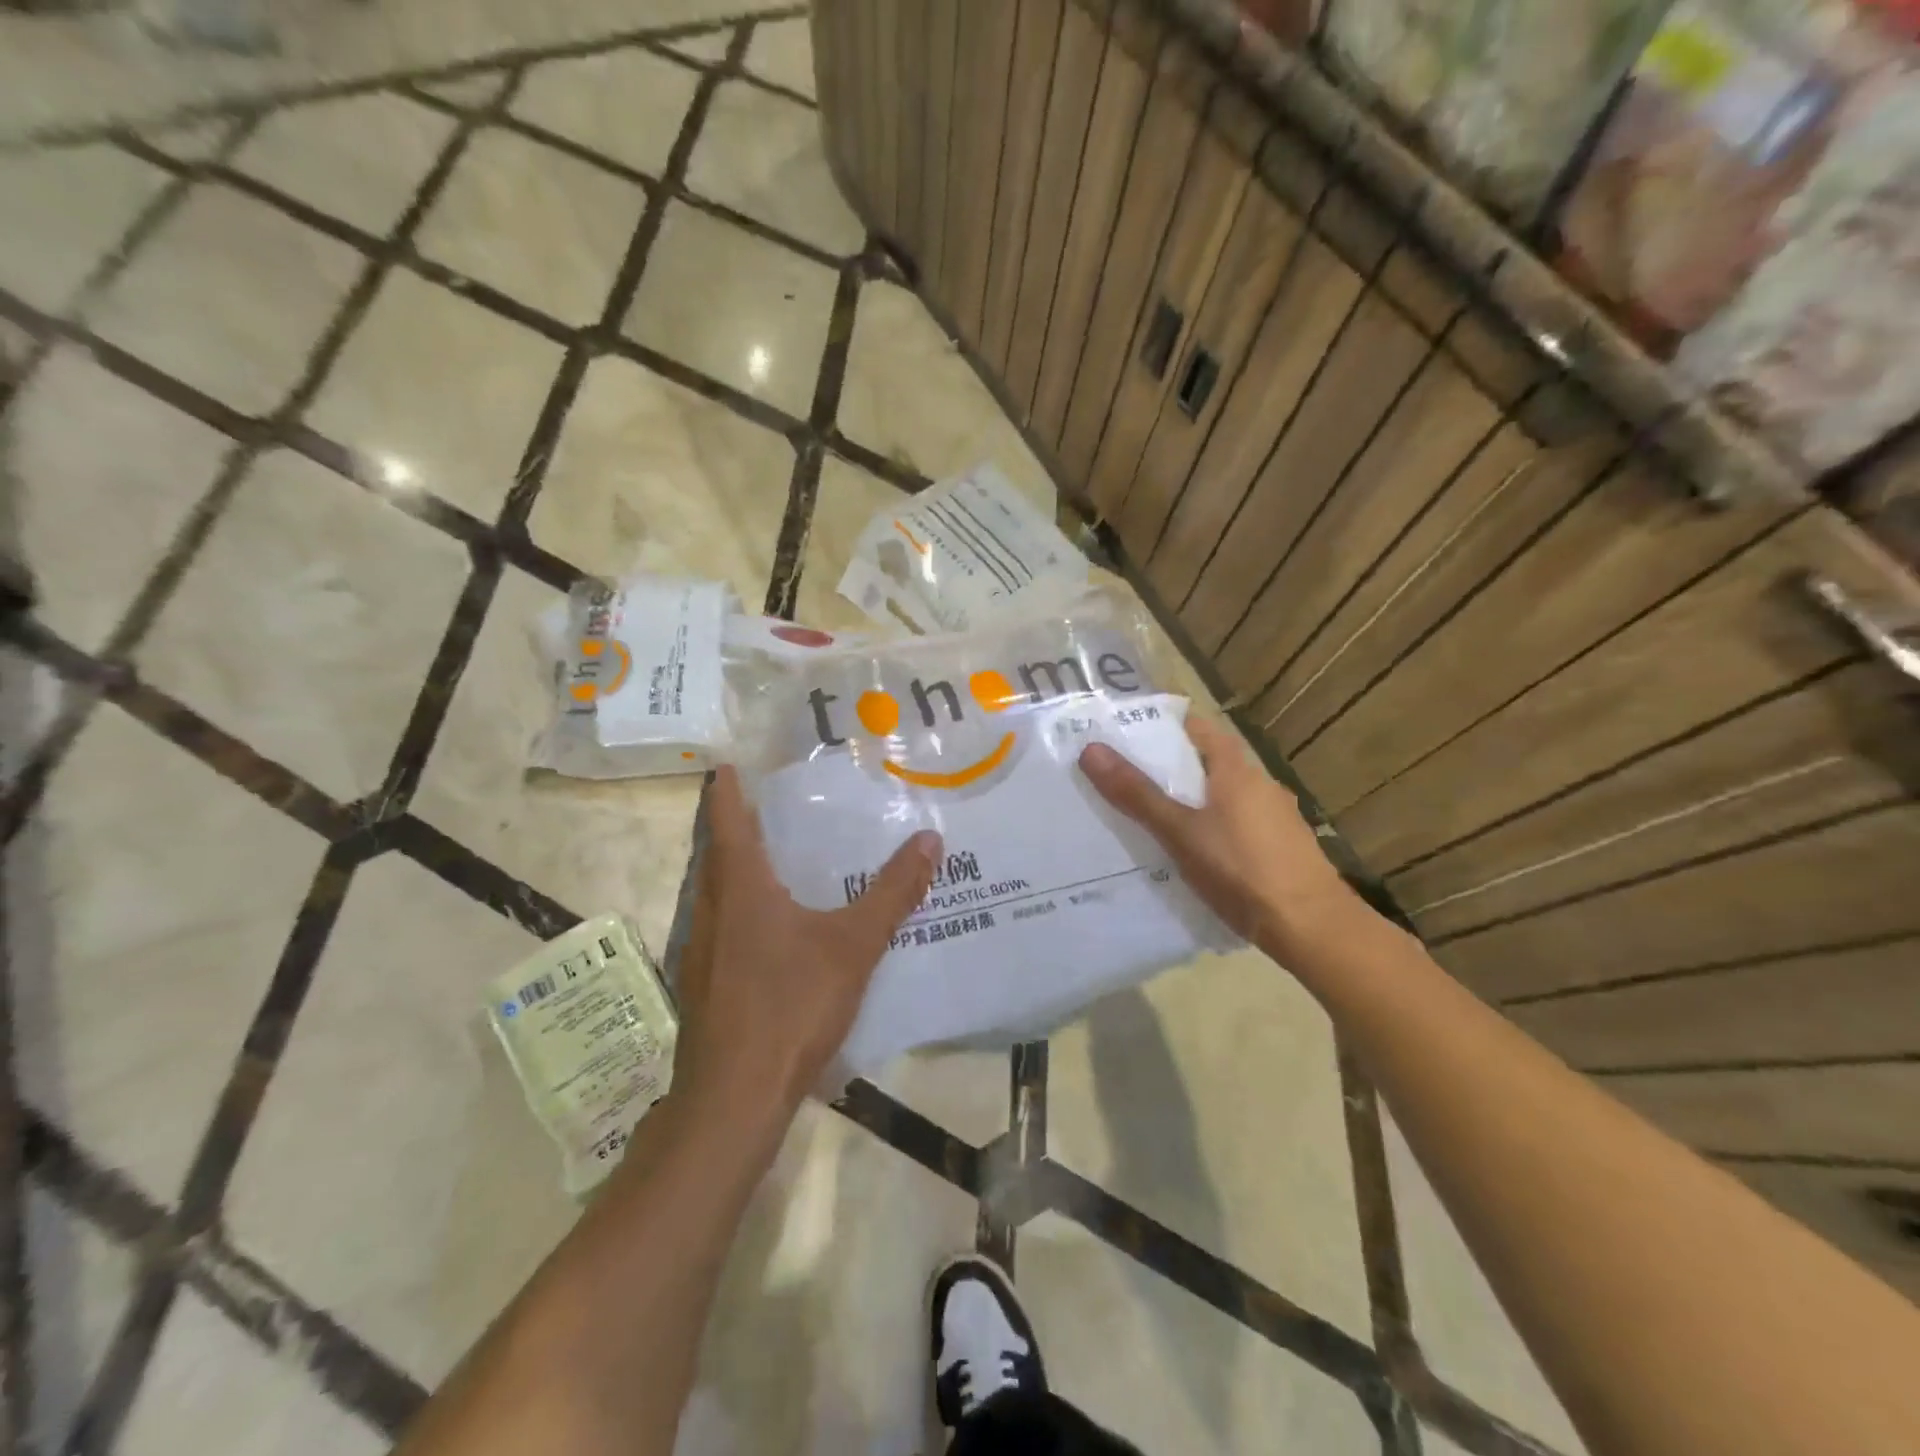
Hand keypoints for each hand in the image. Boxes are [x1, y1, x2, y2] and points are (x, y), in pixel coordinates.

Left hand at [672, 767, 939, 1131]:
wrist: (734, 1095)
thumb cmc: (791, 1006)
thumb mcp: (854, 945)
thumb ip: (894, 892)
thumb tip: (930, 839)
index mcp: (740, 887)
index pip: (724, 819)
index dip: (726, 788)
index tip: (729, 762)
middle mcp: (711, 908)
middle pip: (714, 851)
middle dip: (731, 824)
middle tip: (763, 803)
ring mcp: (700, 948)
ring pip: (712, 891)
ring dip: (732, 867)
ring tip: (770, 856)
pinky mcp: (702, 982)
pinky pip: (718, 924)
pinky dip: (736, 907)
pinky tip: (768, 928)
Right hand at [1079, 715, 1356, 956]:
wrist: (1312, 926)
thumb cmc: (1241, 870)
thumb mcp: (1179, 832)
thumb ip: (1137, 794)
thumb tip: (1091, 750)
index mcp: (1236, 769)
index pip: (1196, 727)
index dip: (1161, 726)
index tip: (1125, 736)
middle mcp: (1260, 783)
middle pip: (1208, 761)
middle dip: (1169, 768)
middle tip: (1125, 780)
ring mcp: (1275, 816)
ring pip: (1223, 795)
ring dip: (1191, 800)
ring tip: (1151, 818)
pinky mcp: (1282, 846)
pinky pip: (1237, 823)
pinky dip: (1212, 826)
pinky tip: (1194, 853)